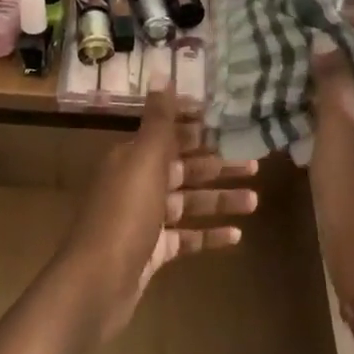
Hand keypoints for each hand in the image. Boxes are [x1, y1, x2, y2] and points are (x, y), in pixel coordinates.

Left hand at [60, 86, 257, 339]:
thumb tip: (160, 71)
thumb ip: (158, 119)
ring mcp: (144, 220)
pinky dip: (209, 234)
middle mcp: (136, 183)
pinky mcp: (152, 251)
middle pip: (183, 169)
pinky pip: (185, 238)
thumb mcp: (144, 160)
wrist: (98, 282)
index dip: (196, 126)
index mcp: (131, 157)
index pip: (168, 134)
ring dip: (220, 199)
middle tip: (255, 163)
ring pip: (188, 203)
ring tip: (255, 200)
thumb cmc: (125, 214)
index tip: (228, 120)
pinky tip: (237, 235)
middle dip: (217, 166)